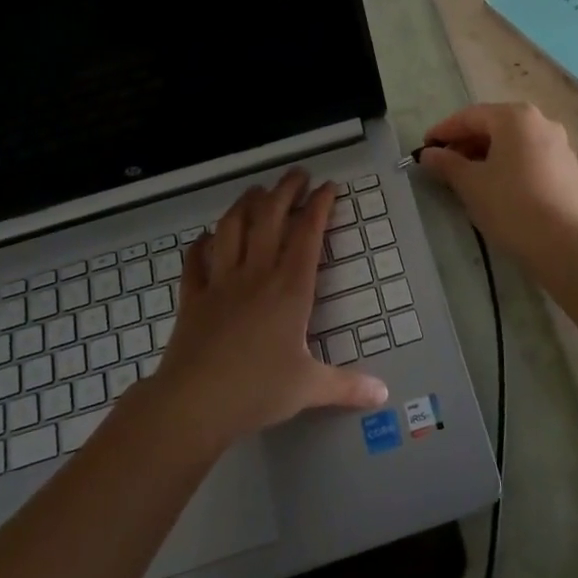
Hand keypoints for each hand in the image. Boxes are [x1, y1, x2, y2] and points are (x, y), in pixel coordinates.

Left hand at [151, 170, 387, 447]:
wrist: (194, 403)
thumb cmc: (257, 390)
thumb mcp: (309, 388)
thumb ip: (347, 386)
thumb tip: (384, 394)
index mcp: (290, 288)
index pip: (308, 234)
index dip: (319, 206)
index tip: (328, 187)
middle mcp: (256, 274)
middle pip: (270, 217)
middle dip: (285, 190)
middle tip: (297, 174)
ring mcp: (221, 282)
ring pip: (232, 228)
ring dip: (245, 204)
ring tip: (256, 191)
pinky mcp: (193, 296)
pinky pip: (195, 261)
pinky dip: (201, 244)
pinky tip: (206, 237)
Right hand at [418, 103, 577, 257]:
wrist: (560, 244)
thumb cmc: (509, 204)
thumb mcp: (469, 183)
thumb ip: (446, 163)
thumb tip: (428, 154)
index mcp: (516, 117)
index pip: (471, 116)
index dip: (444, 131)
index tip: (425, 147)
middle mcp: (542, 122)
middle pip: (495, 126)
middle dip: (467, 143)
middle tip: (445, 163)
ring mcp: (561, 145)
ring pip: (515, 142)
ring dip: (489, 154)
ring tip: (469, 176)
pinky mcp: (570, 169)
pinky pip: (532, 158)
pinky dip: (512, 165)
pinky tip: (500, 187)